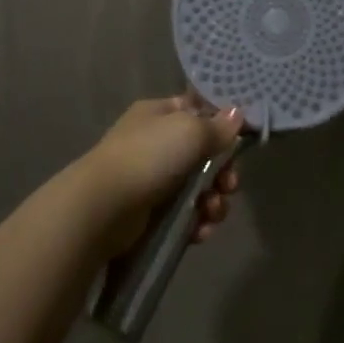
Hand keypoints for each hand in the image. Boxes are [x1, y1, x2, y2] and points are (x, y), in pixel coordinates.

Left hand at [83, 96, 244, 254]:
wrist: (104, 208)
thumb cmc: (148, 157)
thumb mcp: (189, 131)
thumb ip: (217, 126)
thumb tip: (237, 114)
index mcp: (159, 114)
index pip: (197, 112)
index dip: (220, 127)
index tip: (239, 142)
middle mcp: (155, 143)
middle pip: (203, 156)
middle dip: (223, 173)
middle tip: (228, 185)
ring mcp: (152, 179)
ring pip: (198, 189)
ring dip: (213, 202)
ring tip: (211, 212)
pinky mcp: (151, 213)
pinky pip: (185, 215)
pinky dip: (197, 222)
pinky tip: (199, 230)